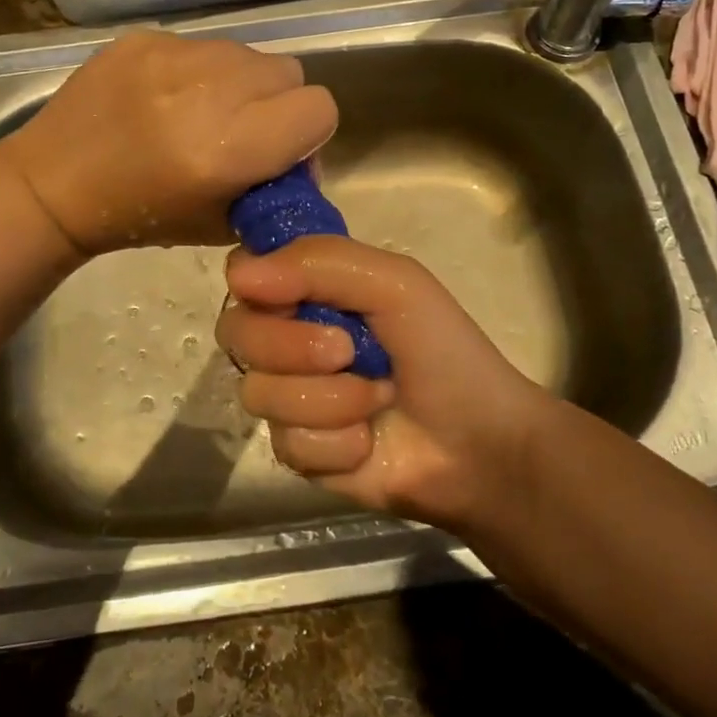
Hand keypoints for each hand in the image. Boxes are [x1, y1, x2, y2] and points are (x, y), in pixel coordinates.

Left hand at [0, 30, 338, 256]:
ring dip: (239, 83)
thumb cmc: (140, 217)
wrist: (54, 185)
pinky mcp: (144, 38)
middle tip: (241, 131)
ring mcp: (172, 56)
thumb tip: (302, 156)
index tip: (280, 151)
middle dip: (277, 103)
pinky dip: (197, 70)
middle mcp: (208, 92)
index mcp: (229, 149)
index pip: (318, 108)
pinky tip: (164, 98)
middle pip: (288, 72)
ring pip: (246, 53)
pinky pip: (201, 44)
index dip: (308, 133)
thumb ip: (275, 185)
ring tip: (199, 112)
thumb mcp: (223, 223)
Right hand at [217, 236, 562, 532]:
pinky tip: (368, 442)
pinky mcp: (297, 453)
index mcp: (309, 291)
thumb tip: (239, 276)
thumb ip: (318, 263)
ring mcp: (290, 397)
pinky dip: (336, 443)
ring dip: (329, 400)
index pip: (244, 275)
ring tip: (377, 399)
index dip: (258, 287)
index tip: (287, 298)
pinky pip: (287, 444)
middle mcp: (288, 339)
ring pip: (260, 393)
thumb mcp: (393, 283)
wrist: (479, 443)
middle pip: (237, 333)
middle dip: (294, 347)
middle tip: (348, 352)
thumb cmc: (443, 349)